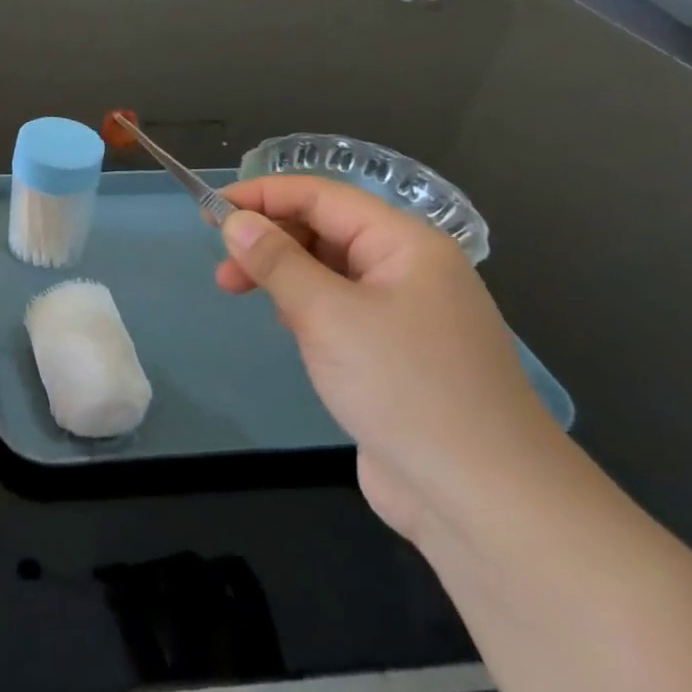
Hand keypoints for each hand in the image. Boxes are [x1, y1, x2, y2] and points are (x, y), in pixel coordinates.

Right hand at [215, 176, 567, 539]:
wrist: (483, 496)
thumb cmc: (405, 388)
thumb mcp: (328, 315)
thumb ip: (277, 261)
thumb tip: (235, 221)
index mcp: (405, 245)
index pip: (322, 196)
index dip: (262, 195)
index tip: (209, 211)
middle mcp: (409, 269)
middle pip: (326, 229)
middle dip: (269, 238)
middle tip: (221, 269)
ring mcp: (405, 313)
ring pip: (329, 269)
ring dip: (281, 272)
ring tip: (238, 293)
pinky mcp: (394, 353)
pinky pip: (339, 308)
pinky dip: (303, 305)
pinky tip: (287, 326)